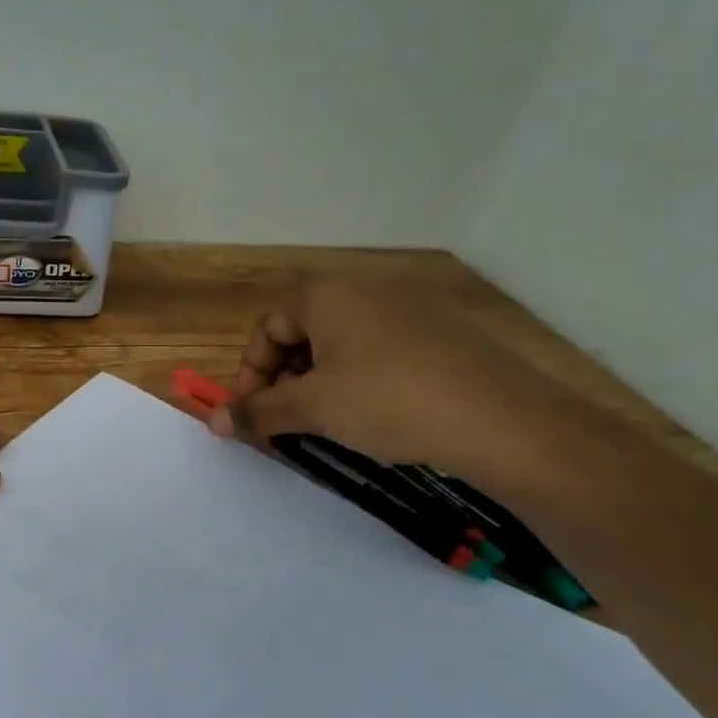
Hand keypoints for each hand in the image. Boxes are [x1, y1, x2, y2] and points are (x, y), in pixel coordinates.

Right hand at [207, 278, 572, 474]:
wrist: (504, 422)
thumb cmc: (389, 401)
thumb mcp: (313, 408)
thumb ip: (258, 411)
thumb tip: (213, 421)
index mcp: (328, 296)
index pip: (266, 329)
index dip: (249, 374)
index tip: (251, 415)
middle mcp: (366, 292)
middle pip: (302, 335)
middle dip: (283, 381)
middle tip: (286, 423)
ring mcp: (408, 312)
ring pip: (340, 348)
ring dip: (318, 386)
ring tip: (326, 425)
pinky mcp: (440, 338)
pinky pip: (378, 355)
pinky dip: (358, 385)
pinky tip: (373, 419)